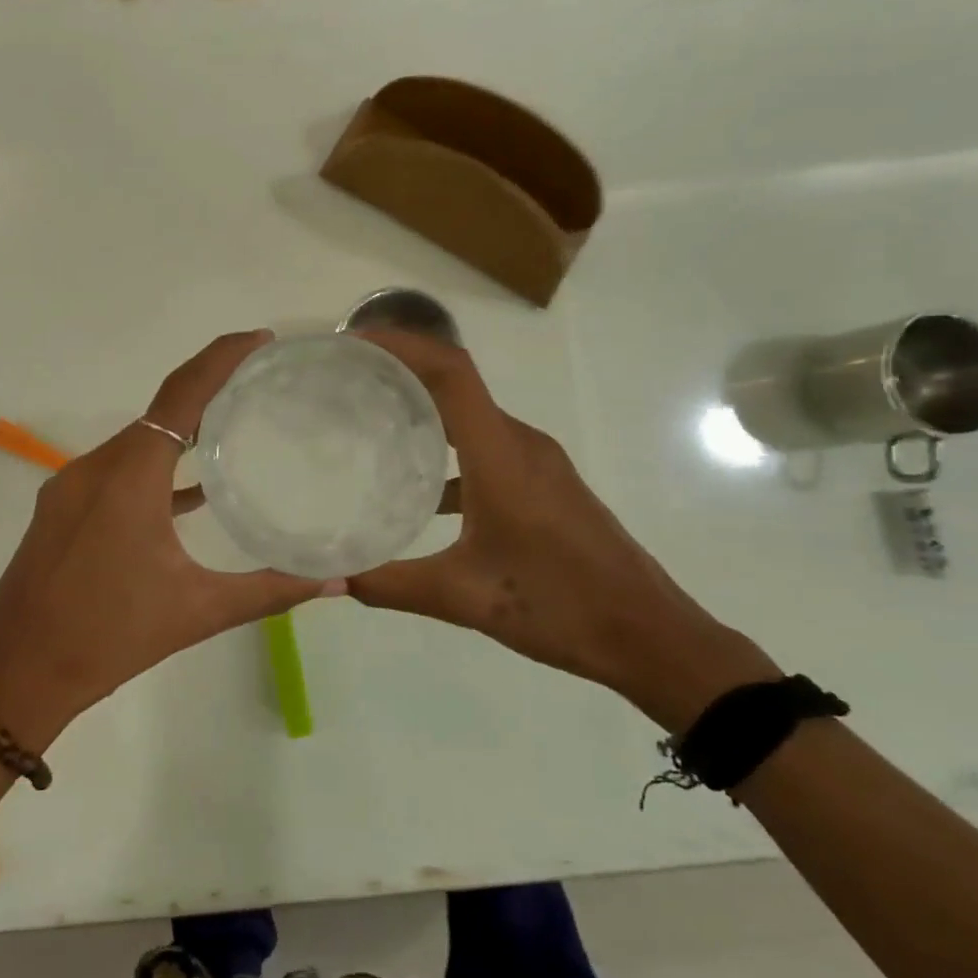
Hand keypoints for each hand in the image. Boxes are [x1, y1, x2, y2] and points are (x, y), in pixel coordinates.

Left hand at [0, 331, 343, 747]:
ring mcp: (71, 487)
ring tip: (235, 425)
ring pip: (137, 440)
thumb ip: (270, 590)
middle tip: (262, 381)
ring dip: (182, 429)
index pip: (181, 395)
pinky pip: (118, 470)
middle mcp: (95, 468)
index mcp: (128, 477)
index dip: (221, 359)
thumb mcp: (197, 612)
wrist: (15, 677)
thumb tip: (336, 580)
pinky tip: (192, 491)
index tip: (261, 341)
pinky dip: (156, 467)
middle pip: (160, 410)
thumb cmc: (108, 639)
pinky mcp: (61, 509)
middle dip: (210, 389)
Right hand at [348, 331, 777, 731]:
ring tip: (370, 422)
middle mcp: (521, 444)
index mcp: (502, 456)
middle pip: (457, 384)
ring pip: (471, 416)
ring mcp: (537, 462)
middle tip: (347, 381)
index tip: (356, 343)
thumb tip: (328, 581)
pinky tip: (417, 488)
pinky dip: (447, 450)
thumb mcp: (462, 597)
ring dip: (424, 408)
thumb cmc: (559, 606)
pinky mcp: (544, 483)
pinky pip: (487, 446)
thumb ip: (389, 585)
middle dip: (402, 371)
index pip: (451, 373)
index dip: (403, 345)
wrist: (648, 634)